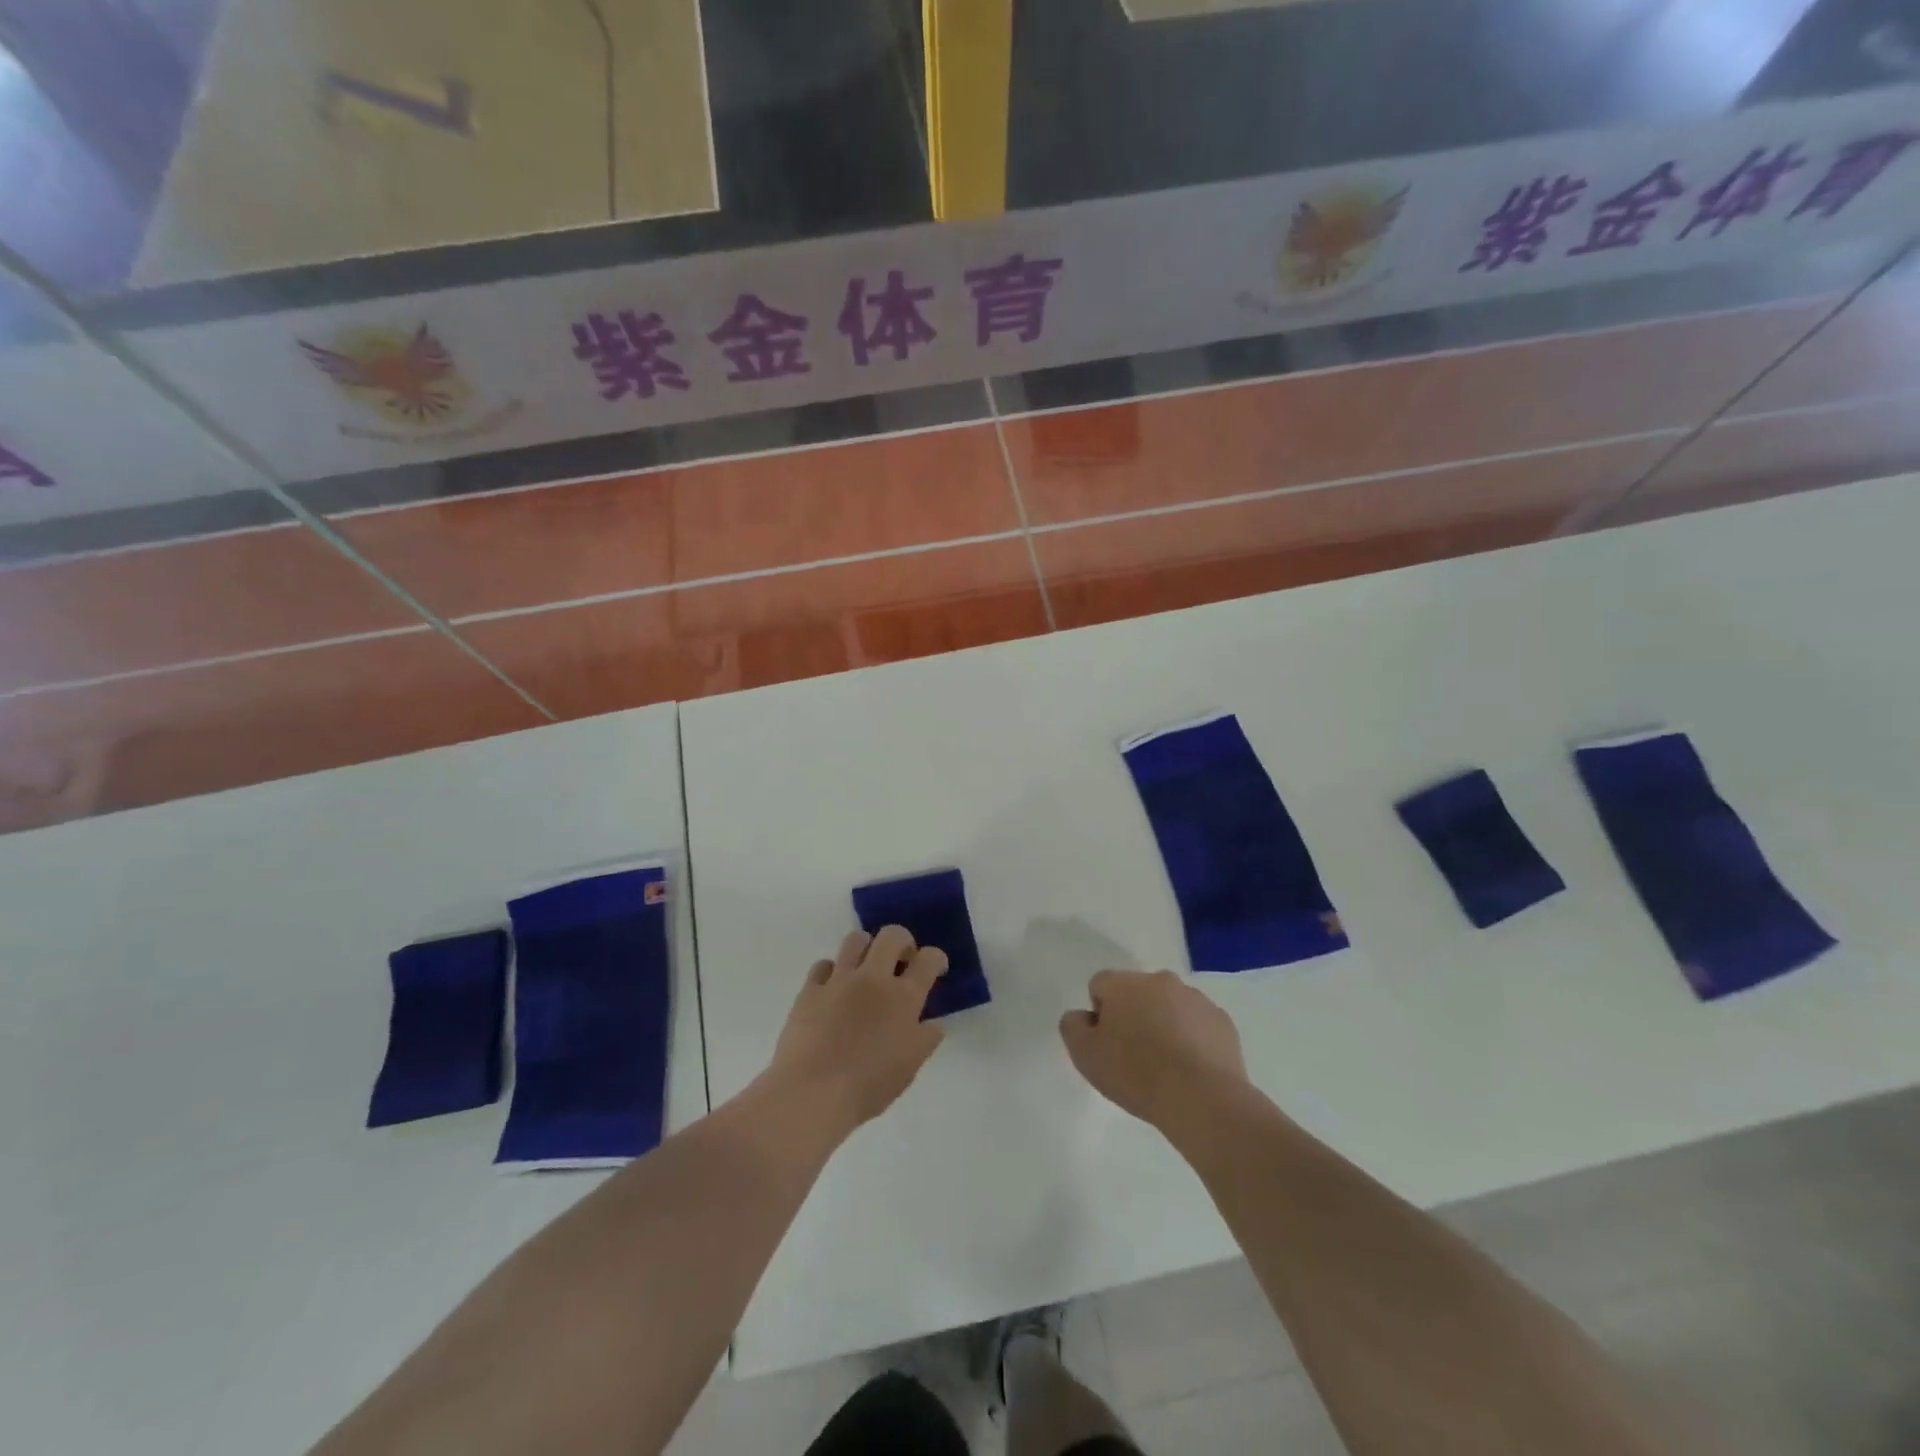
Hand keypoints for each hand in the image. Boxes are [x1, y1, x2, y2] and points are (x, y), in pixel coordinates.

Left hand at [766, 927, 947, 1134]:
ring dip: (866, 948)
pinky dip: (832, 972)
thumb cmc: (869, 1086)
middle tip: (902, 960)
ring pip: (855, 939)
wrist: (813, 1093)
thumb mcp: (910, 1067)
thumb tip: (934, 1022)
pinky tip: (833, 989)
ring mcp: (839, 980)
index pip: (928, 959)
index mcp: (904, 997)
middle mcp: (873, 978)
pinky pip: (823, 965)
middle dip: (903, 941)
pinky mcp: (810, 989)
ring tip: (866, 967)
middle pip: (892, 935)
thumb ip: (926, 1039)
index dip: (936, 958)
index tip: (935, 968)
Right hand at [1060, 970, 1248, 1131]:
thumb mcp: (1085, 1055)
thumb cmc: (1136, 1074)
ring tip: (1166, 1066)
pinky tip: (1191, 1070)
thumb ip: (1073, 1027)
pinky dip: (1192, 1039)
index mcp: (1124, 984)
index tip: (1107, 1044)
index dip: (1099, 1014)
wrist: (1202, 1099)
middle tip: (1134, 1056)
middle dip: (1133, 1015)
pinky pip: (1198, 1024)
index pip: (1100, 985)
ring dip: (1164, 1025)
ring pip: (1170, 1006)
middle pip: (1137, 992)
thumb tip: (1082, 1016)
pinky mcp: (1222, 1021)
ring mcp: (1195, 999)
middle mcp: (1160, 980)